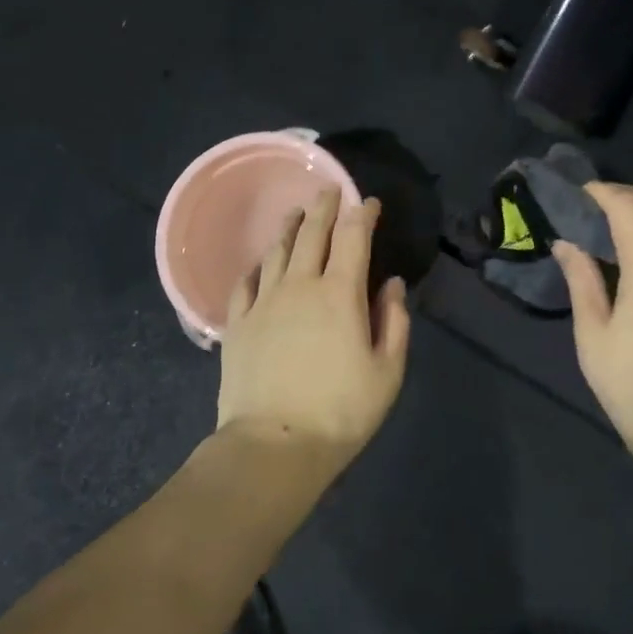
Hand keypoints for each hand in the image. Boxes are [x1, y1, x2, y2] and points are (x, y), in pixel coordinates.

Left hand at [216, 188, 410, 471]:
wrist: (273, 445)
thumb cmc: (340, 411)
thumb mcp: (387, 372)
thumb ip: (394, 322)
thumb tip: (392, 284)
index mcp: (340, 293)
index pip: (353, 237)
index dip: (362, 213)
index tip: (369, 202)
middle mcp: (300, 284)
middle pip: (312, 232)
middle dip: (324, 206)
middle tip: (329, 189)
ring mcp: (264, 301)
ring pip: (277, 250)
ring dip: (290, 226)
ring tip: (296, 212)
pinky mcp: (237, 323)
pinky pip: (246, 282)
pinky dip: (257, 266)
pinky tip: (260, 263)